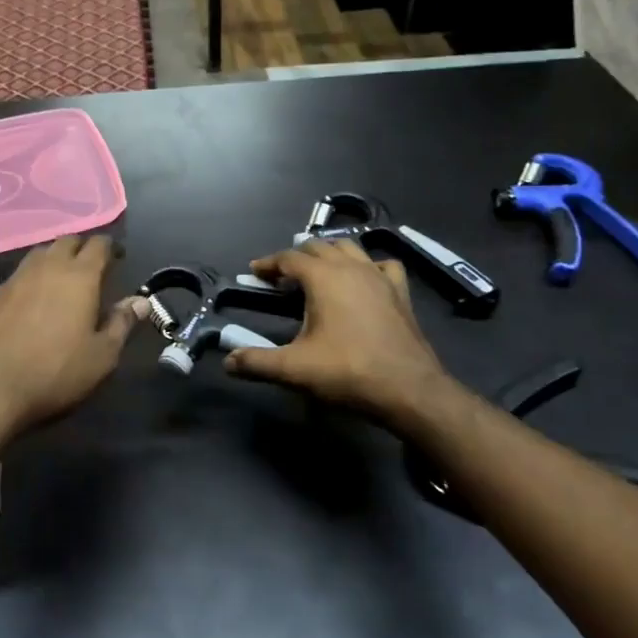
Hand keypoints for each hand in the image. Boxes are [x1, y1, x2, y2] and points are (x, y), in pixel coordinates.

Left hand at [0, 235, 147, 448]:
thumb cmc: (53, 373)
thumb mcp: (100, 357)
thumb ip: (121, 324)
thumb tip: (140, 301)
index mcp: (78, 276)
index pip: (98, 245)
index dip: (111, 248)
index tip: (118, 258)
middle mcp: (45, 267)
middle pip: (66, 242)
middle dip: (81, 249)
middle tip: (91, 268)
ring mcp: (13, 279)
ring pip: (39, 255)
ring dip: (54, 261)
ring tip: (62, 282)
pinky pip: (17, 277)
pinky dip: (30, 282)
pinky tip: (30, 305)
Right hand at [224, 239, 455, 433]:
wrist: (409, 390)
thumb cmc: (348, 372)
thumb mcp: (294, 369)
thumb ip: (256, 362)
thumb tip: (228, 362)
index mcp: (323, 278)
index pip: (289, 258)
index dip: (268, 263)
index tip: (254, 272)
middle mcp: (351, 268)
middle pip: (318, 247)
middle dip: (296, 257)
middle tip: (280, 276)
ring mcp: (380, 278)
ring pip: (350, 249)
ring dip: (329, 254)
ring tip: (317, 271)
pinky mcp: (401, 293)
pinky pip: (383, 266)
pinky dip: (368, 266)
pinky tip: (364, 280)